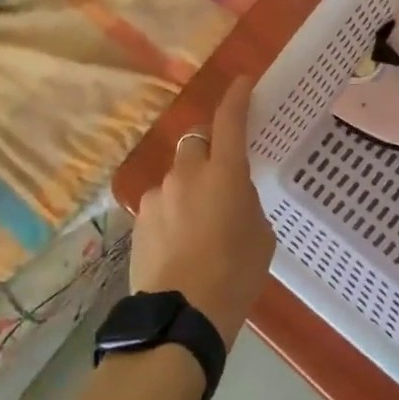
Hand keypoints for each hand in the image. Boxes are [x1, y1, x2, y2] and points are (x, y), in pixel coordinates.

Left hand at [131, 78, 276, 347]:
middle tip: (222, 175)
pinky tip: (180, 243)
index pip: (230, 120)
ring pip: (178, 175)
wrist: (181, 318)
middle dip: (210, 148)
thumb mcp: (259, 236)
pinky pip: (162, 202)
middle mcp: (187, 173)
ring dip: (190, 187)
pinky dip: (173, 211)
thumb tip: (231, 196)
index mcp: (224, 173)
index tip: (243, 81)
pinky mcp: (139, 217)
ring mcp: (158, 194)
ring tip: (200, 225)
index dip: (237, 97)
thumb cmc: (234, 276)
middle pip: (197, 141)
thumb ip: (245, 202)